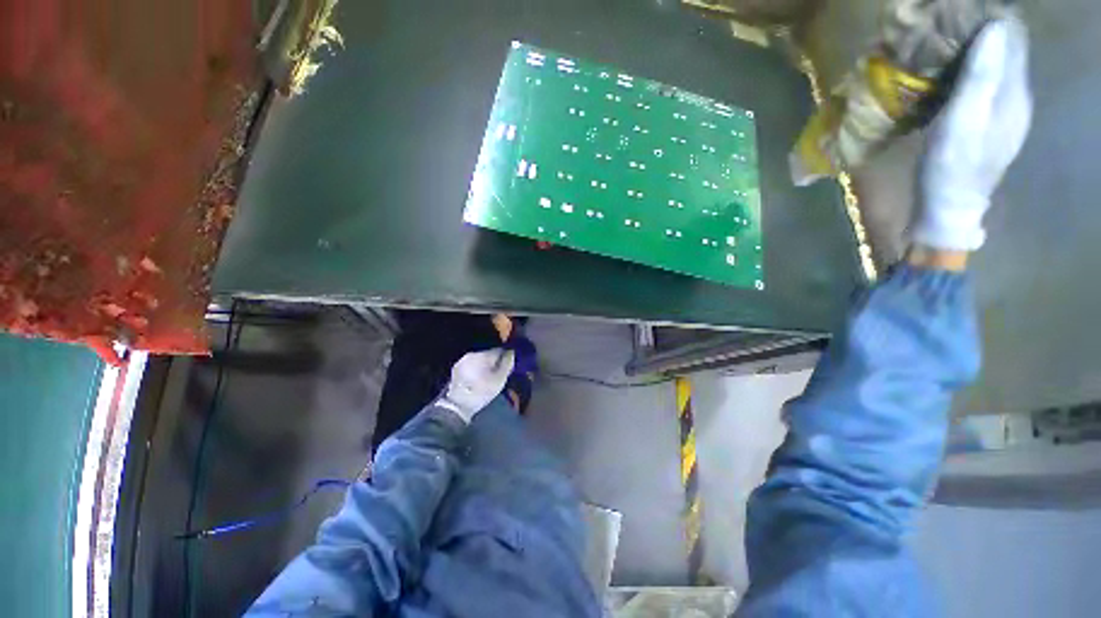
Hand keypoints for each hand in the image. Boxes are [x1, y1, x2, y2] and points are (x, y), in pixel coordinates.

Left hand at [436, 348, 514, 422]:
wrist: (458, 405)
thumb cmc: (481, 392)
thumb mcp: (499, 380)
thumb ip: (507, 364)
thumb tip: (511, 352)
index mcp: (483, 355)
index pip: (499, 350)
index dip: (505, 358)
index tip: (508, 367)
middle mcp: (472, 354)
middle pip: (488, 354)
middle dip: (494, 362)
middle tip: (498, 374)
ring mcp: (462, 361)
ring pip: (479, 360)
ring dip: (484, 366)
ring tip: (487, 378)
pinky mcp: (456, 369)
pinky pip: (471, 365)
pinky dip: (475, 370)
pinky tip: (477, 380)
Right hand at [913, 16, 1032, 251]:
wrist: (947, 210)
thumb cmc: (950, 168)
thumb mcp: (962, 123)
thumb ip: (980, 79)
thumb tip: (995, 29)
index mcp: (1014, 95)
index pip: (1013, 41)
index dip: (993, 20)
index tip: (964, 10)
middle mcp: (1017, 99)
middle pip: (1008, 51)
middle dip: (985, 32)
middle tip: (951, 22)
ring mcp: (1005, 113)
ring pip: (998, 67)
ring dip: (978, 50)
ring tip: (950, 40)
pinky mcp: (990, 124)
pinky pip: (988, 84)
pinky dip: (974, 71)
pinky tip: (955, 72)